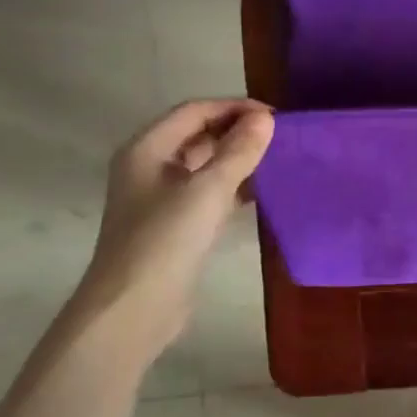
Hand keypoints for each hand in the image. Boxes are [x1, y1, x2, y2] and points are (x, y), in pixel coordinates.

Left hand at [68, 99, 273, 355]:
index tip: (275, 116)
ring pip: (206, 164)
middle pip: (198, 135)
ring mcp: (162, 197)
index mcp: (147, 149)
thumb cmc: (165, 241)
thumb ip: (238, 152)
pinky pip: (209, 192)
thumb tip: (265, 119)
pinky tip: (262, 192)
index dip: (234, 108)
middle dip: (238, 131)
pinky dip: (235, 186)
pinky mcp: (176, 224)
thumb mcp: (207, 191)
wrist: (135, 308)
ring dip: (238, 158)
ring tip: (278, 159)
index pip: (194, 111)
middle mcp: (150, 167)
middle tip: (281, 137)